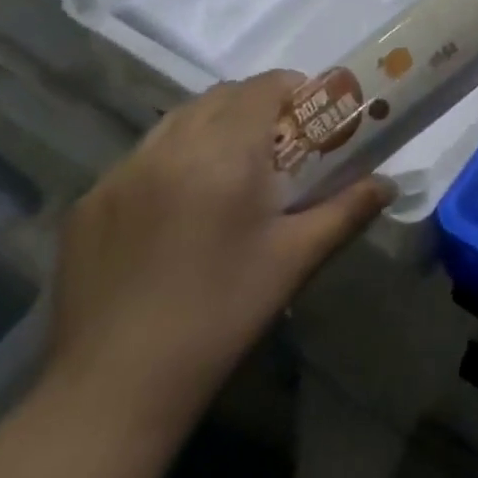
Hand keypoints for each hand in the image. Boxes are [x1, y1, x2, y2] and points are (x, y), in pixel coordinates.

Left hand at [42, 70, 392, 436]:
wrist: (113, 391)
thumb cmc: (220, 315)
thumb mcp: (296, 259)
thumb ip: (348, 210)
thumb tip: (389, 184)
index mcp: (222, 153)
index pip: (262, 86)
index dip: (293, 89)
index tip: (311, 118)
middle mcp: (168, 148)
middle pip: (220, 96)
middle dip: (255, 106)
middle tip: (278, 147)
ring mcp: (119, 174)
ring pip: (177, 121)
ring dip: (211, 127)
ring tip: (228, 172)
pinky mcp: (88, 203)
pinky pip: (141, 158)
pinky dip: (170, 161)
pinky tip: (177, 210)